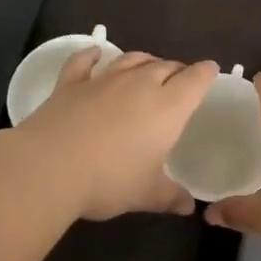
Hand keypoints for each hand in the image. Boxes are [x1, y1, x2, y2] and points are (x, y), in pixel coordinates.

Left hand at [15, 49, 218, 220]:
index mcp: (168, 107)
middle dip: (176, 70)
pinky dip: (92, 55)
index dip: (206, 73)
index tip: (211, 70)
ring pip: (131, 59)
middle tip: (180, 79)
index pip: (195, 79)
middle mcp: (139, 85)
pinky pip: (84, 61)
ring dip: (143, 61)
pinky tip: (95, 53)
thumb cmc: (109, 181)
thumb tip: (189, 207)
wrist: (49, 167)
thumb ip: (170, 196)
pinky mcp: (70, 83)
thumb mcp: (146, 194)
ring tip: (148, 66)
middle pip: (165, 66)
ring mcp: (103, 80)